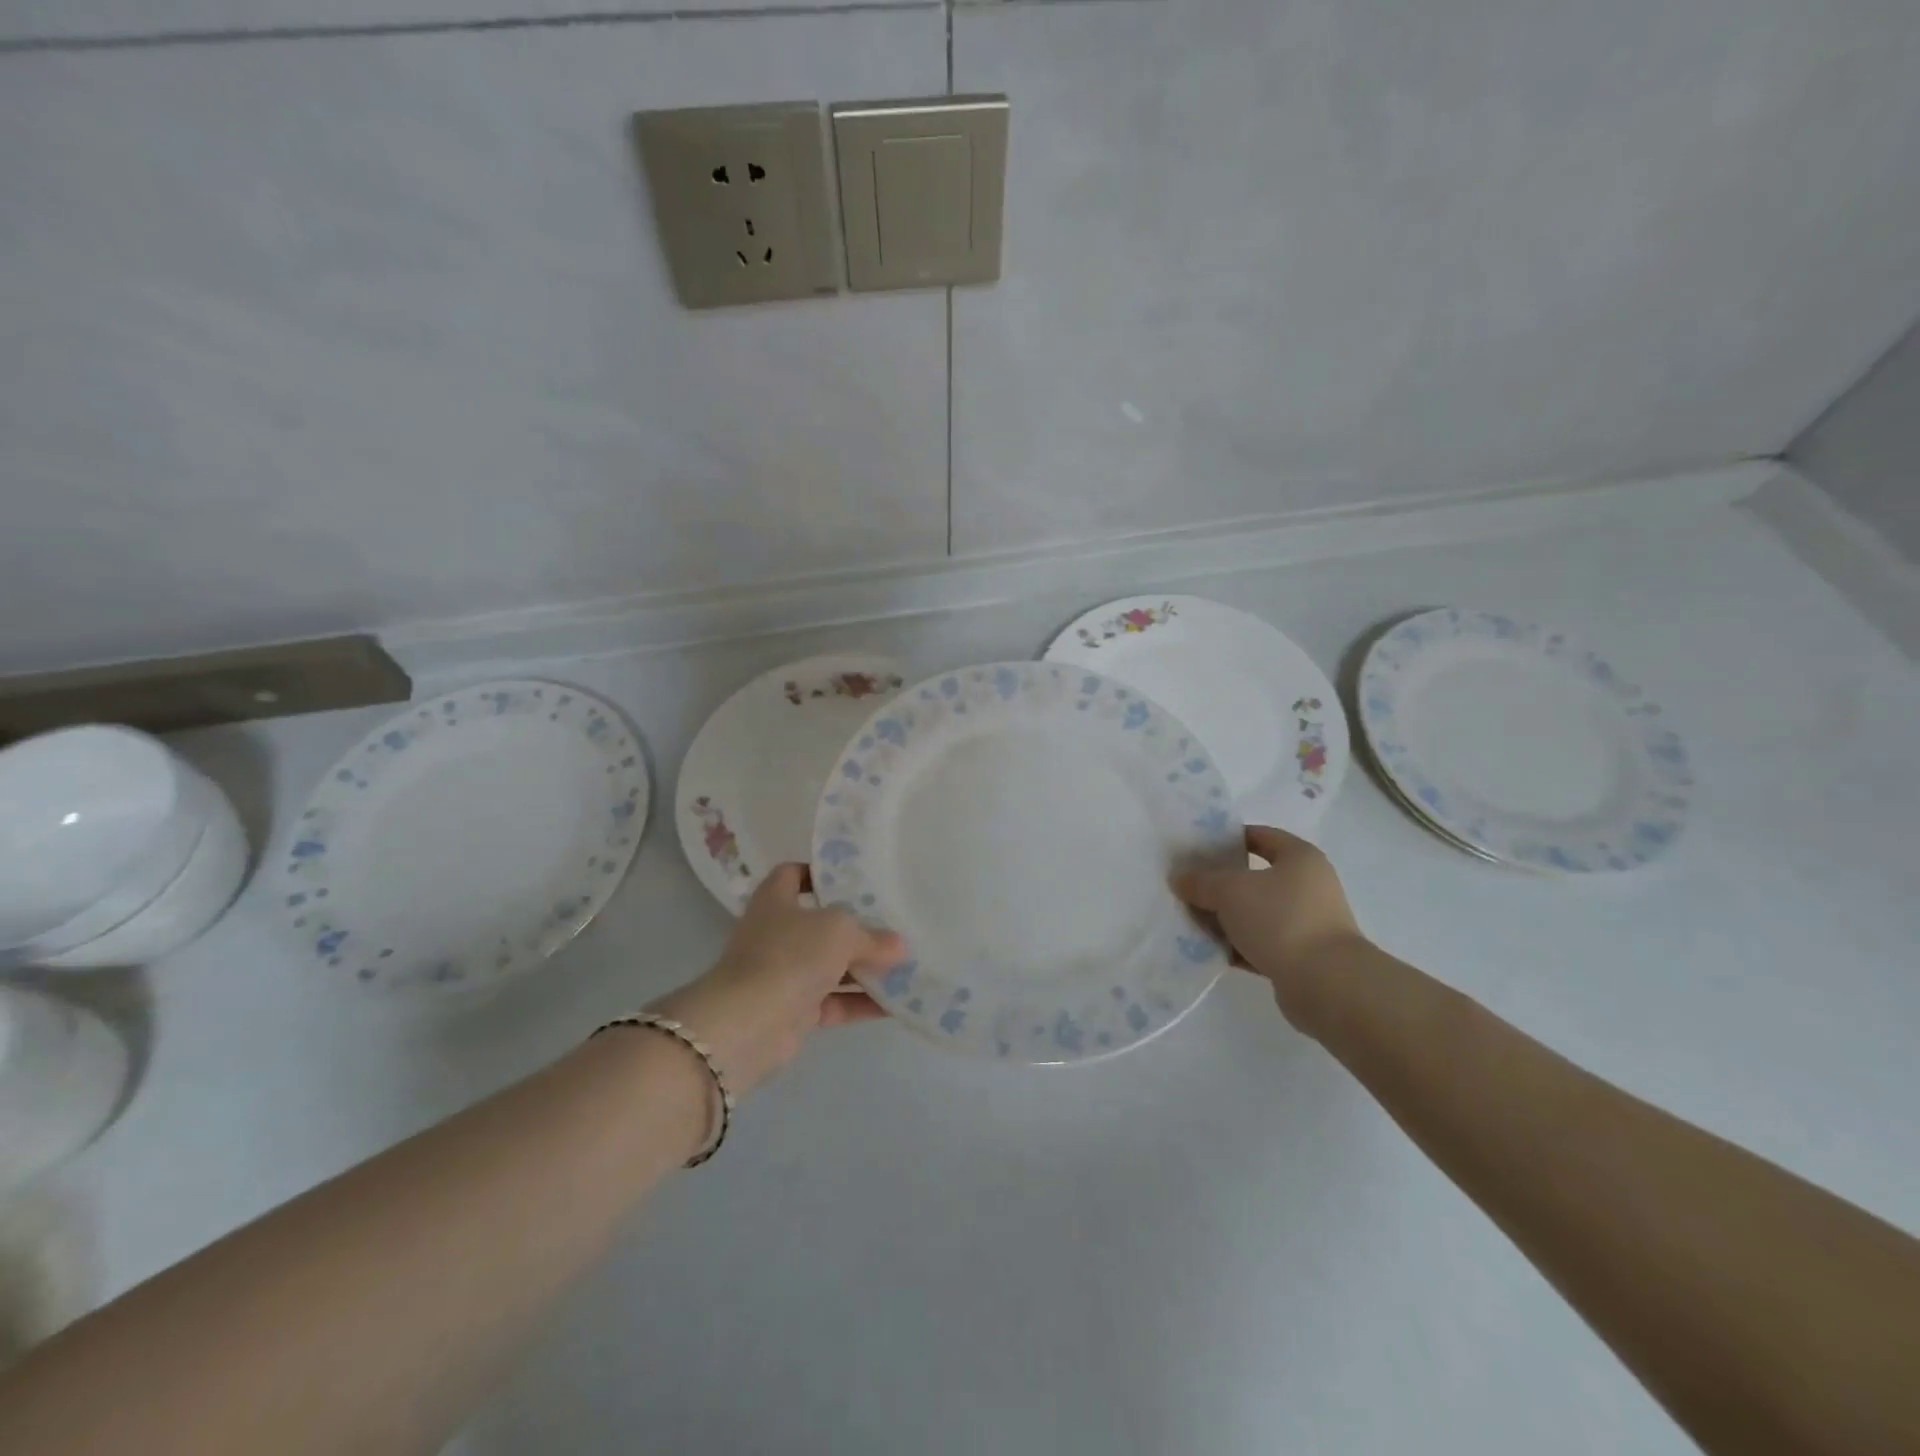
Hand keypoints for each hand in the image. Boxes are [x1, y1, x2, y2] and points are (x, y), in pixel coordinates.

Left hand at [655, 864, 905, 1096]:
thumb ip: (872, 936)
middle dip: (856, 928)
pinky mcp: (792, 1011)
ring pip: (829, 966)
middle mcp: (775, 934)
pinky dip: (860, 1003)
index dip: (819, 873)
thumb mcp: (840, 931)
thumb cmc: (791, 954)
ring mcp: (782, 974)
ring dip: (864, 969)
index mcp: (775, 900)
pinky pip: (833, 1002)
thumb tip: (898, 946)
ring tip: (904, 967)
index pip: (793, 875)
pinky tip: (895, 1004)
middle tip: (893, 926)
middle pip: (820, 925)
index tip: (854, 880)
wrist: (750, 1023)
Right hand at [1174, 825, 1365, 1029]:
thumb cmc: (1281, 919)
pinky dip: (1237, 946)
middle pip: (1255, 878)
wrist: (1326, 984)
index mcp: (1300, 858)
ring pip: (1255, 913)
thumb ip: (1201, 882)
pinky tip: (1208, 950)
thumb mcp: (1230, 891)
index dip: (1229, 839)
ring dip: (1225, 918)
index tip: (1198, 848)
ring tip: (1190, 921)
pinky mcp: (1301, 957)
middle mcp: (1308, 887)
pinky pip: (1260, 943)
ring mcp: (1306, 923)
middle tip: (1188, 887)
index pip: (1261, 836)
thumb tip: (1180, 879)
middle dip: (1220, 884)